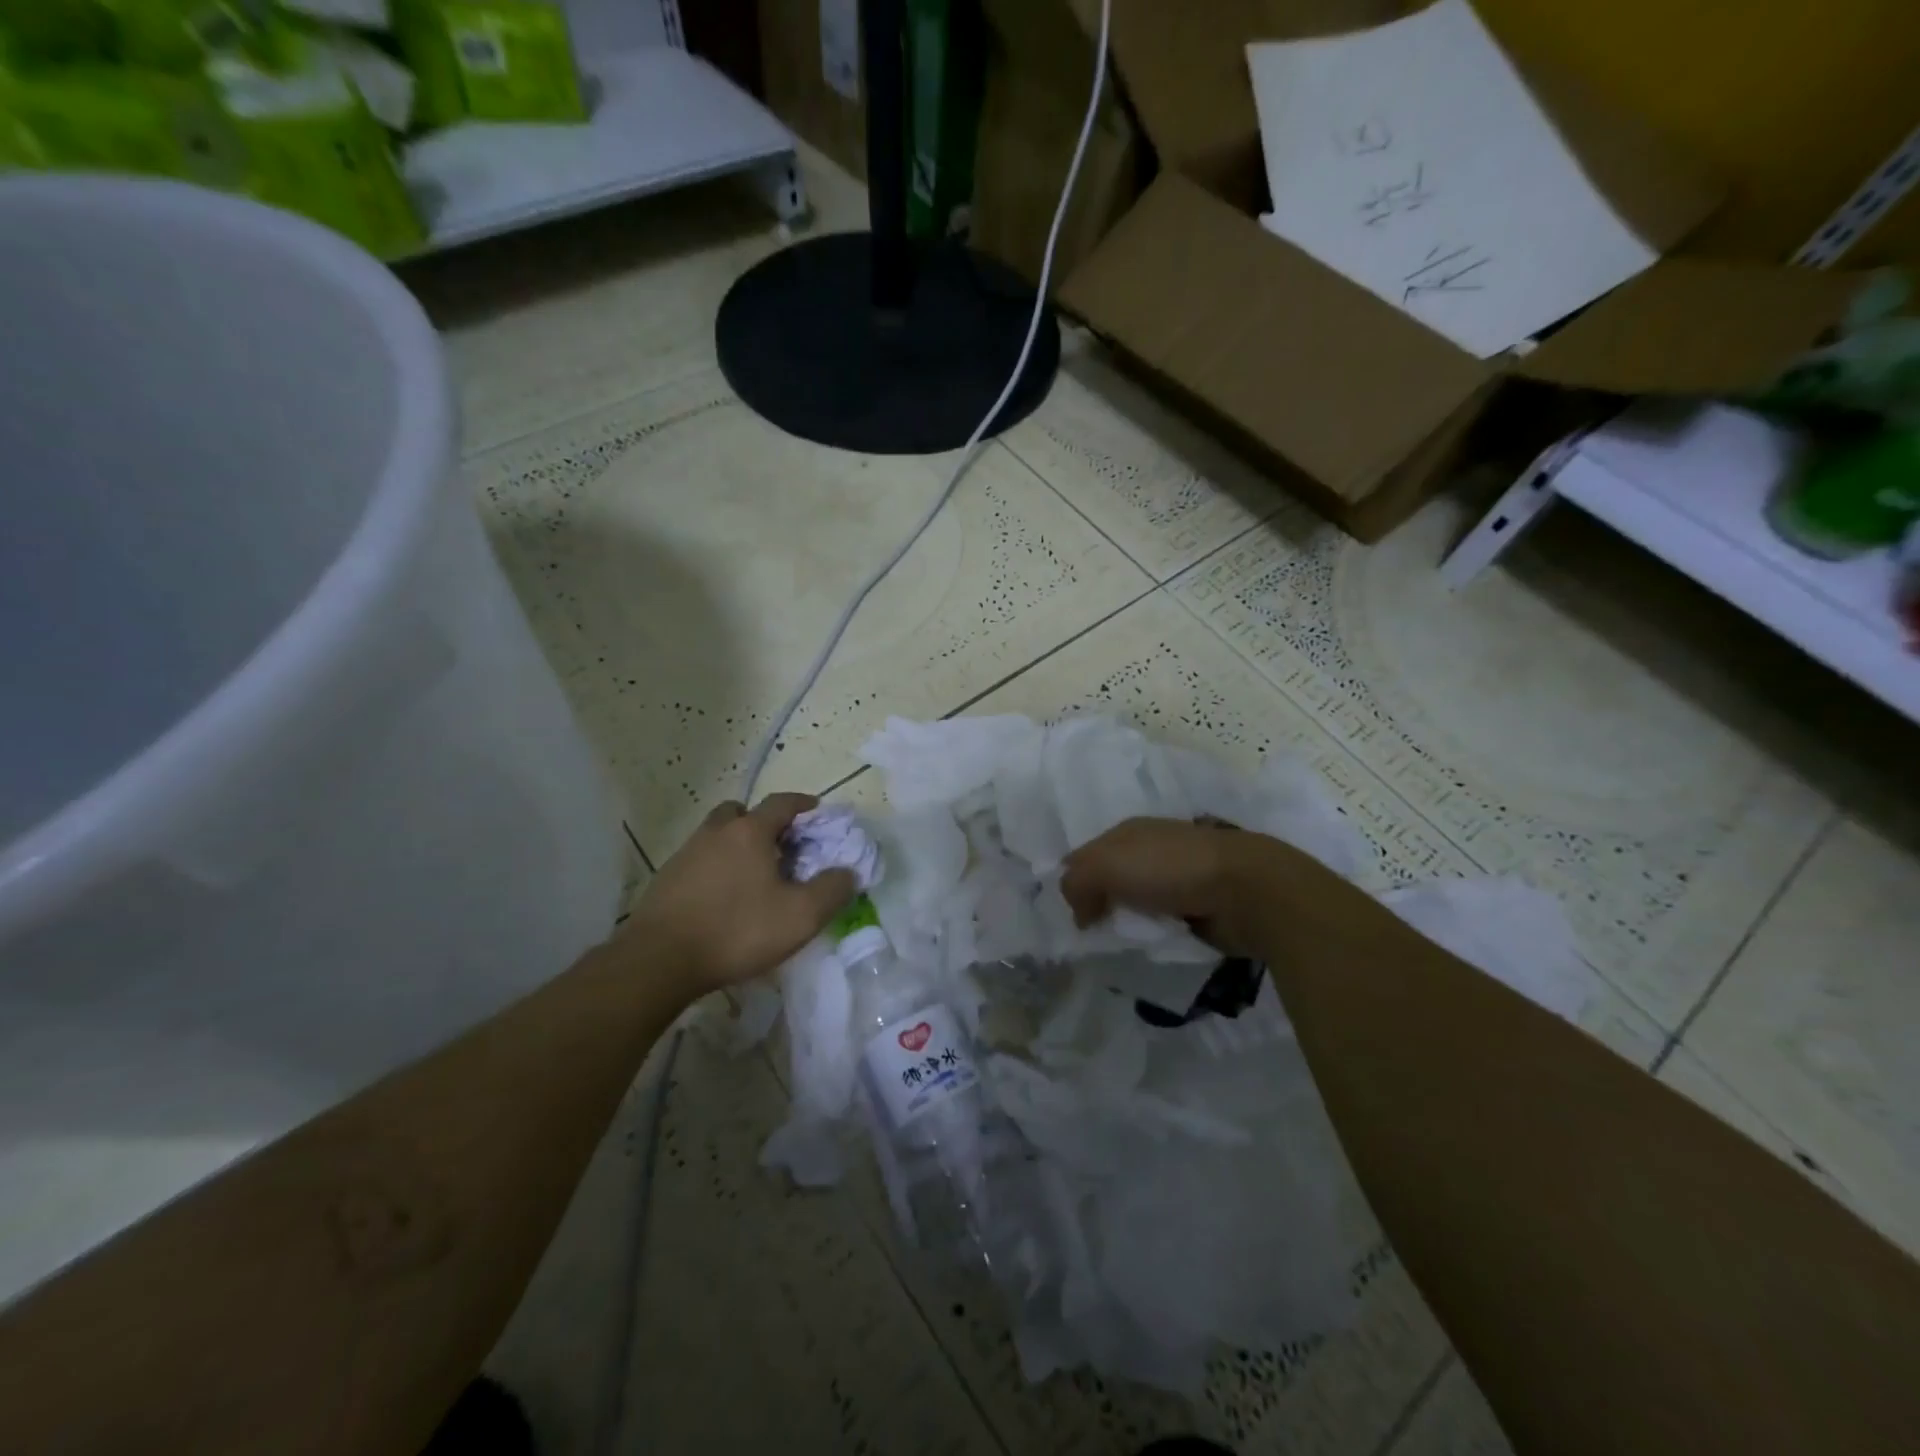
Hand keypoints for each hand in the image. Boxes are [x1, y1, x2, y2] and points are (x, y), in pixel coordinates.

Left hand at [625, 794, 856, 994]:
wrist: (659, 960)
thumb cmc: (737, 930)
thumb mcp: (801, 916)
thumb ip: (832, 890)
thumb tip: (848, 872)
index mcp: (750, 832)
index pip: (781, 802)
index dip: (802, 804)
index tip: (817, 811)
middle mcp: (716, 833)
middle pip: (741, 812)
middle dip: (763, 822)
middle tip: (780, 846)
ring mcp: (686, 854)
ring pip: (717, 836)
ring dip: (737, 846)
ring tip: (753, 877)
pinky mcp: (666, 880)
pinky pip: (699, 861)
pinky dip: (716, 868)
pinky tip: (724, 899)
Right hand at [1060, 816, 1300, 957]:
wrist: (1246, 890)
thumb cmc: (1171, 869)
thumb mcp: (1106, 865)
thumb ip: (1076, 882)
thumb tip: (1079, 913)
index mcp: (1128, 832)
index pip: (1085, 856)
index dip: (1074, 884)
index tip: (1071, 916)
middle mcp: (1151, 850)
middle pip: (1111, 881)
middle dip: (1100, 906)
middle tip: (1092, 936)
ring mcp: (1178, 878)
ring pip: (1137, 904)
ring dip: (1129, 923)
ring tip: (1121, 945)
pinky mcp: (1200, 906)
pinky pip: (1164, 923)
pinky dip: (1156, 935)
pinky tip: (1152, 947)